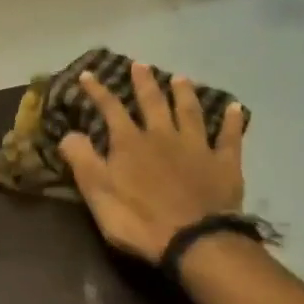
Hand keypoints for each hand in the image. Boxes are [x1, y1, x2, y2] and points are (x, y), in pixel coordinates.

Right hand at [59, 62, 248, 263]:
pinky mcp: (223, 163)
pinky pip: (229, 136)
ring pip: (190, 112)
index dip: (98, 92)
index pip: (110, 110)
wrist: (193, 239)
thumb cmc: (138, 220)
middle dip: (144, 83)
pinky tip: (235, 108)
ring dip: (184, 94)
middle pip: (153, 103)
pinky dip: (231, 121)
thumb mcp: (98, 193)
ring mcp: (197, 147)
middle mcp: (163, 136)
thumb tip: (68, 134)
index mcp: (130, 144)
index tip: (88, 74)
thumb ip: (83, 161)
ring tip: (180, 78)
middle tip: (140, 64)